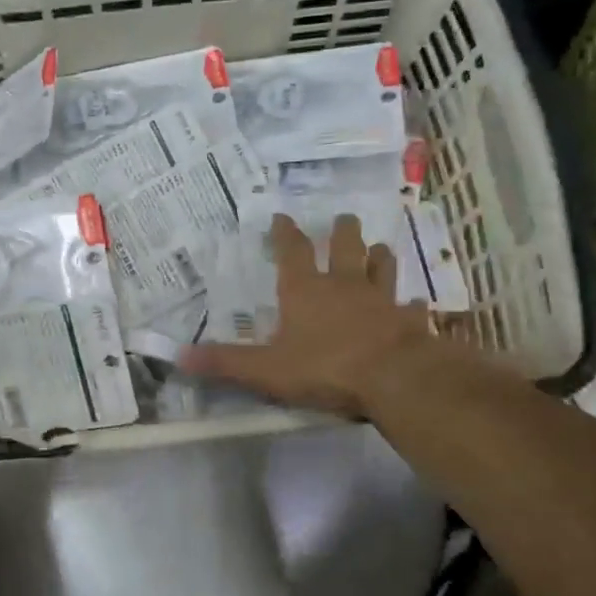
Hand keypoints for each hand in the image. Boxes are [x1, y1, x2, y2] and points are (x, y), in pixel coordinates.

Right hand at [180, 214, 456, 418]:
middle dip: (342, 231)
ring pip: (382, 267)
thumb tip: (178, 356)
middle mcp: (344, 286)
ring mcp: (381, 300)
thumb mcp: (265, 370)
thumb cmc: (325, 368)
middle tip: (344, 218)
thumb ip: (225, 362)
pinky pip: (412, 307)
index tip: (283, 217)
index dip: (285, 233)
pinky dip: (412, 304)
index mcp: (305, 291)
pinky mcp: (409, 321)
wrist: (394, 378)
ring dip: (379, 257)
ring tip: (379, 248)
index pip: (293, 252)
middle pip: (346, 247)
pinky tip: (417, 304)